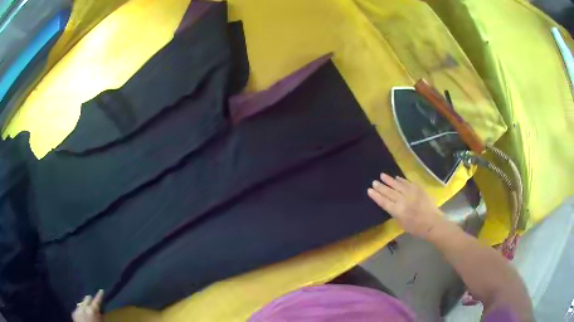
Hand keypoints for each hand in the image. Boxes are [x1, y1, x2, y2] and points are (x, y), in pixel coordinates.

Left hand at [72, 290, 103, 321]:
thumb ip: (100, 316)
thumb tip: (100, 311)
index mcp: (92, 310)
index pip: (96, 301)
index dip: (99, 296)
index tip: (101, 290)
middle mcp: (83, 307)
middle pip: (87, 298)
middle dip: (90, 300)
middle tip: (93, 303)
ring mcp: (77, 309)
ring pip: (81, 303)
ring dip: (84, 305)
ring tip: (87, 310)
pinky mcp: (73, 313)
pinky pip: (77, 309)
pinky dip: (80, 311)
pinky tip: (82, 315)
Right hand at [367, 173, 446, 239]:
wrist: (432, 223)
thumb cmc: (416, 228)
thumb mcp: (402, 224)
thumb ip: (396, 213)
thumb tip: (391, 204)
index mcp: (397, 211)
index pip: (384, 202)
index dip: (376, 196)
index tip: (369, 190)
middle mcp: (402, 200)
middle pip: (389, 192)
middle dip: (380, 187)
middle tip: (374, 181)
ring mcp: (411, 193)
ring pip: (397, 185)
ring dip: (389, 180)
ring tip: (382, 175)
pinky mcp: (418, 189)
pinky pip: (407, 182)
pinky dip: (401, 180)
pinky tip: (396, 178)